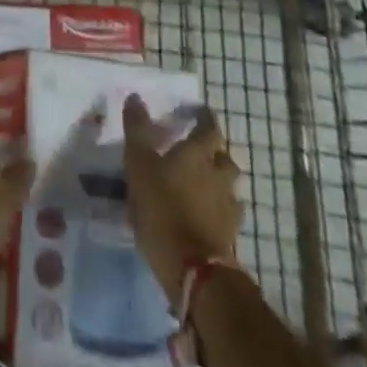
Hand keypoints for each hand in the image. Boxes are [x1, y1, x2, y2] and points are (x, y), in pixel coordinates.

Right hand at [123, 95, 241, 302]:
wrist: (193, 268)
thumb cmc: (162, 208)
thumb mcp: (139, 165)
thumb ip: (137, 130)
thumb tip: (135, 97)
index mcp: (198, 154)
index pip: (209, 128)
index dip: (205, 119)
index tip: (200, 113)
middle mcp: (219, 175)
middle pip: (225, 158)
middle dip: (216, 153)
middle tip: (200, 153)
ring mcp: (228, 206)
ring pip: (229, 186)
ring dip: (219, 182)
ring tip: (203, 186)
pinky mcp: (230, 235)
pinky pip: (228, 214)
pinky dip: (220, 211)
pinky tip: (208, 216)